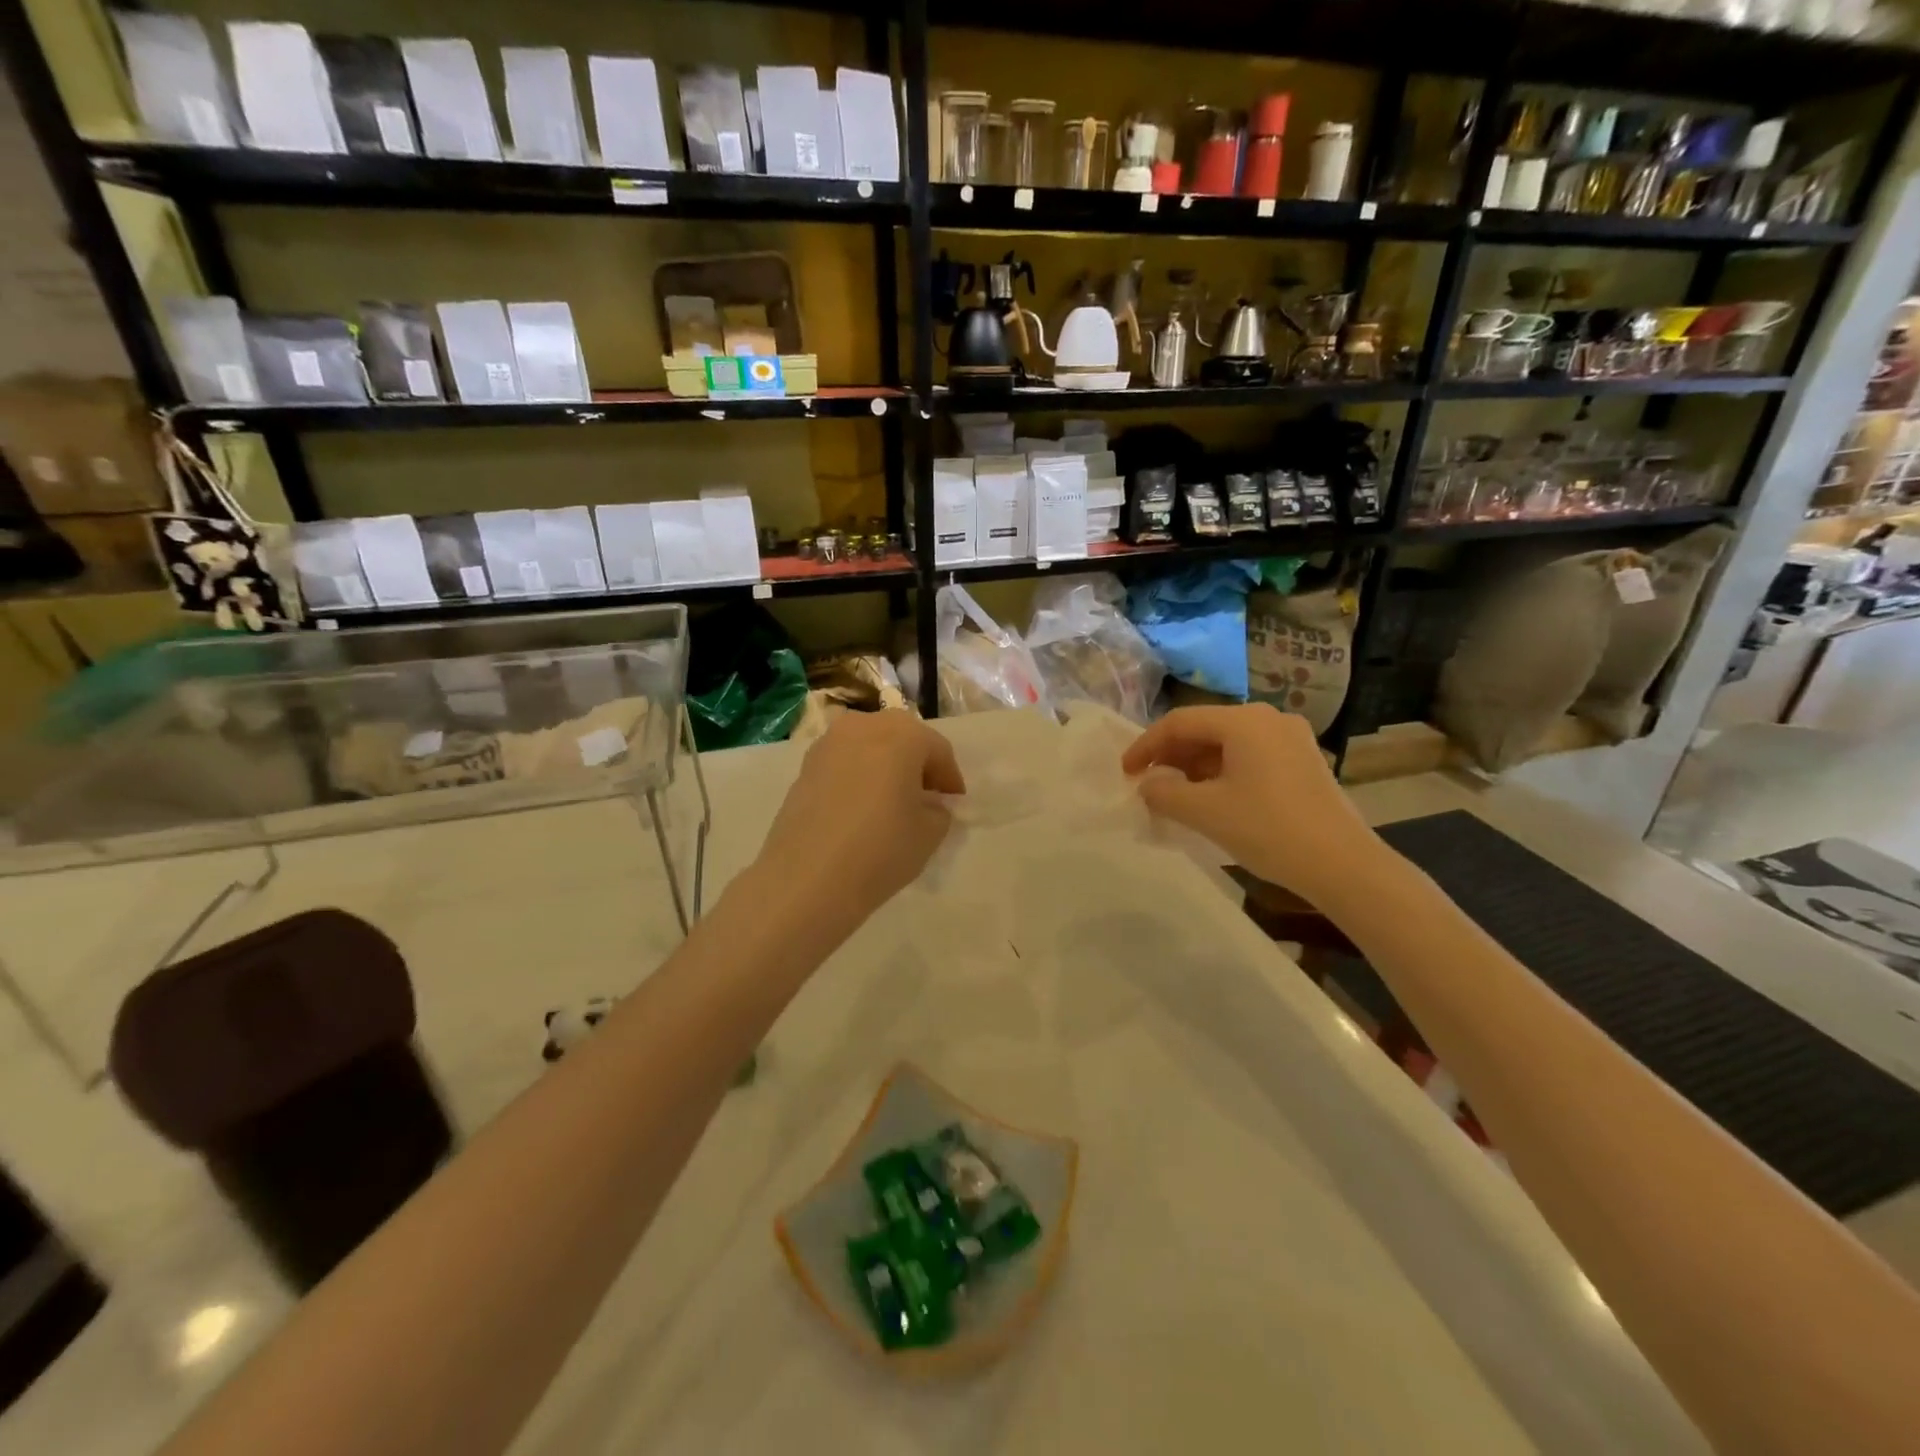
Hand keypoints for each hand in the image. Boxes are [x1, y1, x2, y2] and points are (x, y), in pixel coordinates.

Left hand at [753, 712, 964, 941]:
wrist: (806, 879)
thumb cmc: (880, 849)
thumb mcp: (930, 833)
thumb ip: (939, 810)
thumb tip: (929, 804)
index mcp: (902, 734)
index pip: (938, 749)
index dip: (950, 778)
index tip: (954, 804)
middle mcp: (863, 726)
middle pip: (901, 737)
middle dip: (917, 763)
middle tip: (925, 797)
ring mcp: (828, 744)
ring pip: (869, 746)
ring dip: (885, 766)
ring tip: (891, 802)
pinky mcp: (804, 767)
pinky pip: (844, 762)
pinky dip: (858, 776)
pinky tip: (861, 808)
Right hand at [1122, 704, 1379, 905]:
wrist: (1343, 865)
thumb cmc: (1269, 830)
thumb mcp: (1205, 812)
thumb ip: (1164, 793)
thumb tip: (1148, 784)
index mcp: (1244, 721)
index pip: (1179, 722)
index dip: (1146, 746)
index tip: (1125, 772)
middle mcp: (1268, 718)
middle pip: (1205, 728)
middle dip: (1171, 755)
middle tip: (1147, 783)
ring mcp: (1290, 739)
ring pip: (1227, 743)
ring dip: (1195, 766)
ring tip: (1175, 794)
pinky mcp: (1303, 761)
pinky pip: (1249, 756)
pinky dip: (1222, 772)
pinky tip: (1212, 798)